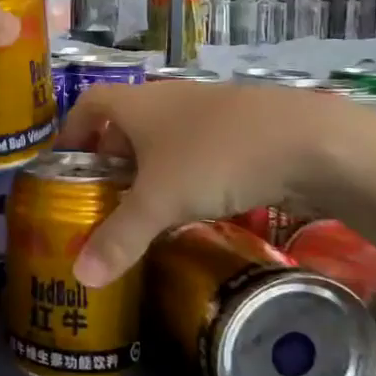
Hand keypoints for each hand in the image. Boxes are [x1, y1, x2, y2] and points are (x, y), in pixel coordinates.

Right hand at [57, 82, 370, 285]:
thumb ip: (119, 238)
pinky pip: (198, 149)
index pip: (90, 104)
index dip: (72, 131)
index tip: (64, 164)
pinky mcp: (243, 130)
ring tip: (145, 209)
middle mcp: (169, 99)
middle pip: (125, 124)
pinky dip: (186, 174)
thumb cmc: (215, 158)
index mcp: (138, 103)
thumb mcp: (160, 202)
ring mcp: (209, 112)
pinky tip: (196, 205)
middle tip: (103, 199)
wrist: (311, 142)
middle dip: (110, 160)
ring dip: (150, 170)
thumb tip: (79, 276)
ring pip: (164, 138)